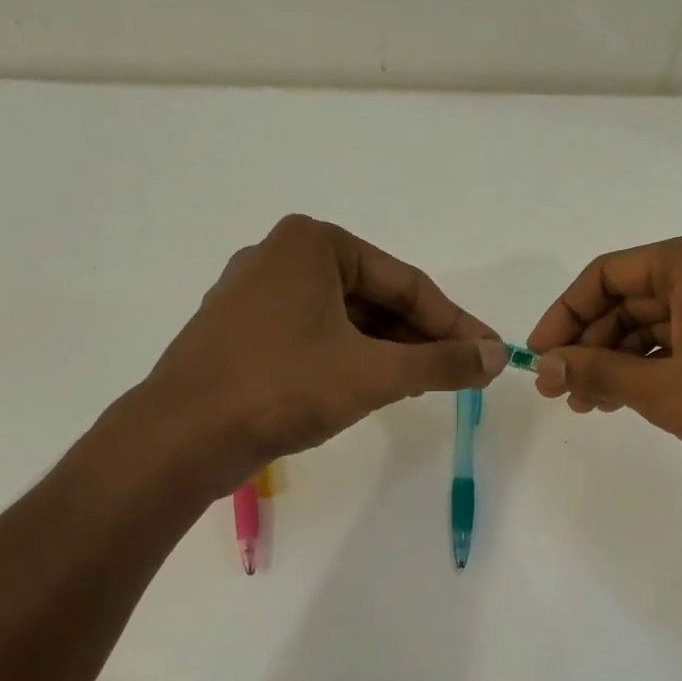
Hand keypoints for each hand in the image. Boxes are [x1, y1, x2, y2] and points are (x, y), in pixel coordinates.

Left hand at [139, 215, 504, 480]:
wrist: (183, 436)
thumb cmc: (283, 387)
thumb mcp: (375, 373)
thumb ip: (443, 362)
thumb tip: (498, 357)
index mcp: (313, 244)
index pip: (406, 283)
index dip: (455, 323)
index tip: (489, 353)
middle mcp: (283, 258)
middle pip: (377, 299)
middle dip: (423, 338)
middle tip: (464, 374)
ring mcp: (259, 297)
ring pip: (347, 321)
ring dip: (392, 352)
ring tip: (430, 384)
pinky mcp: (246, 334)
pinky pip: (318, 338)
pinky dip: (354, 360)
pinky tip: (379, 387)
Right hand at [527, 232, 681, 490]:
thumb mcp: (661, 389)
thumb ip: (597, 371)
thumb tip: (545, 366)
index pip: (608, 274)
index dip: (565, 315)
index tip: (539, 357)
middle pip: (633, 298)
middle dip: (591, 344)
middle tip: (560, 391)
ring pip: (659, 323)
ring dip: (620, 361)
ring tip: (589, 405)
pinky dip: (655, 367)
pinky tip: (630, 399)